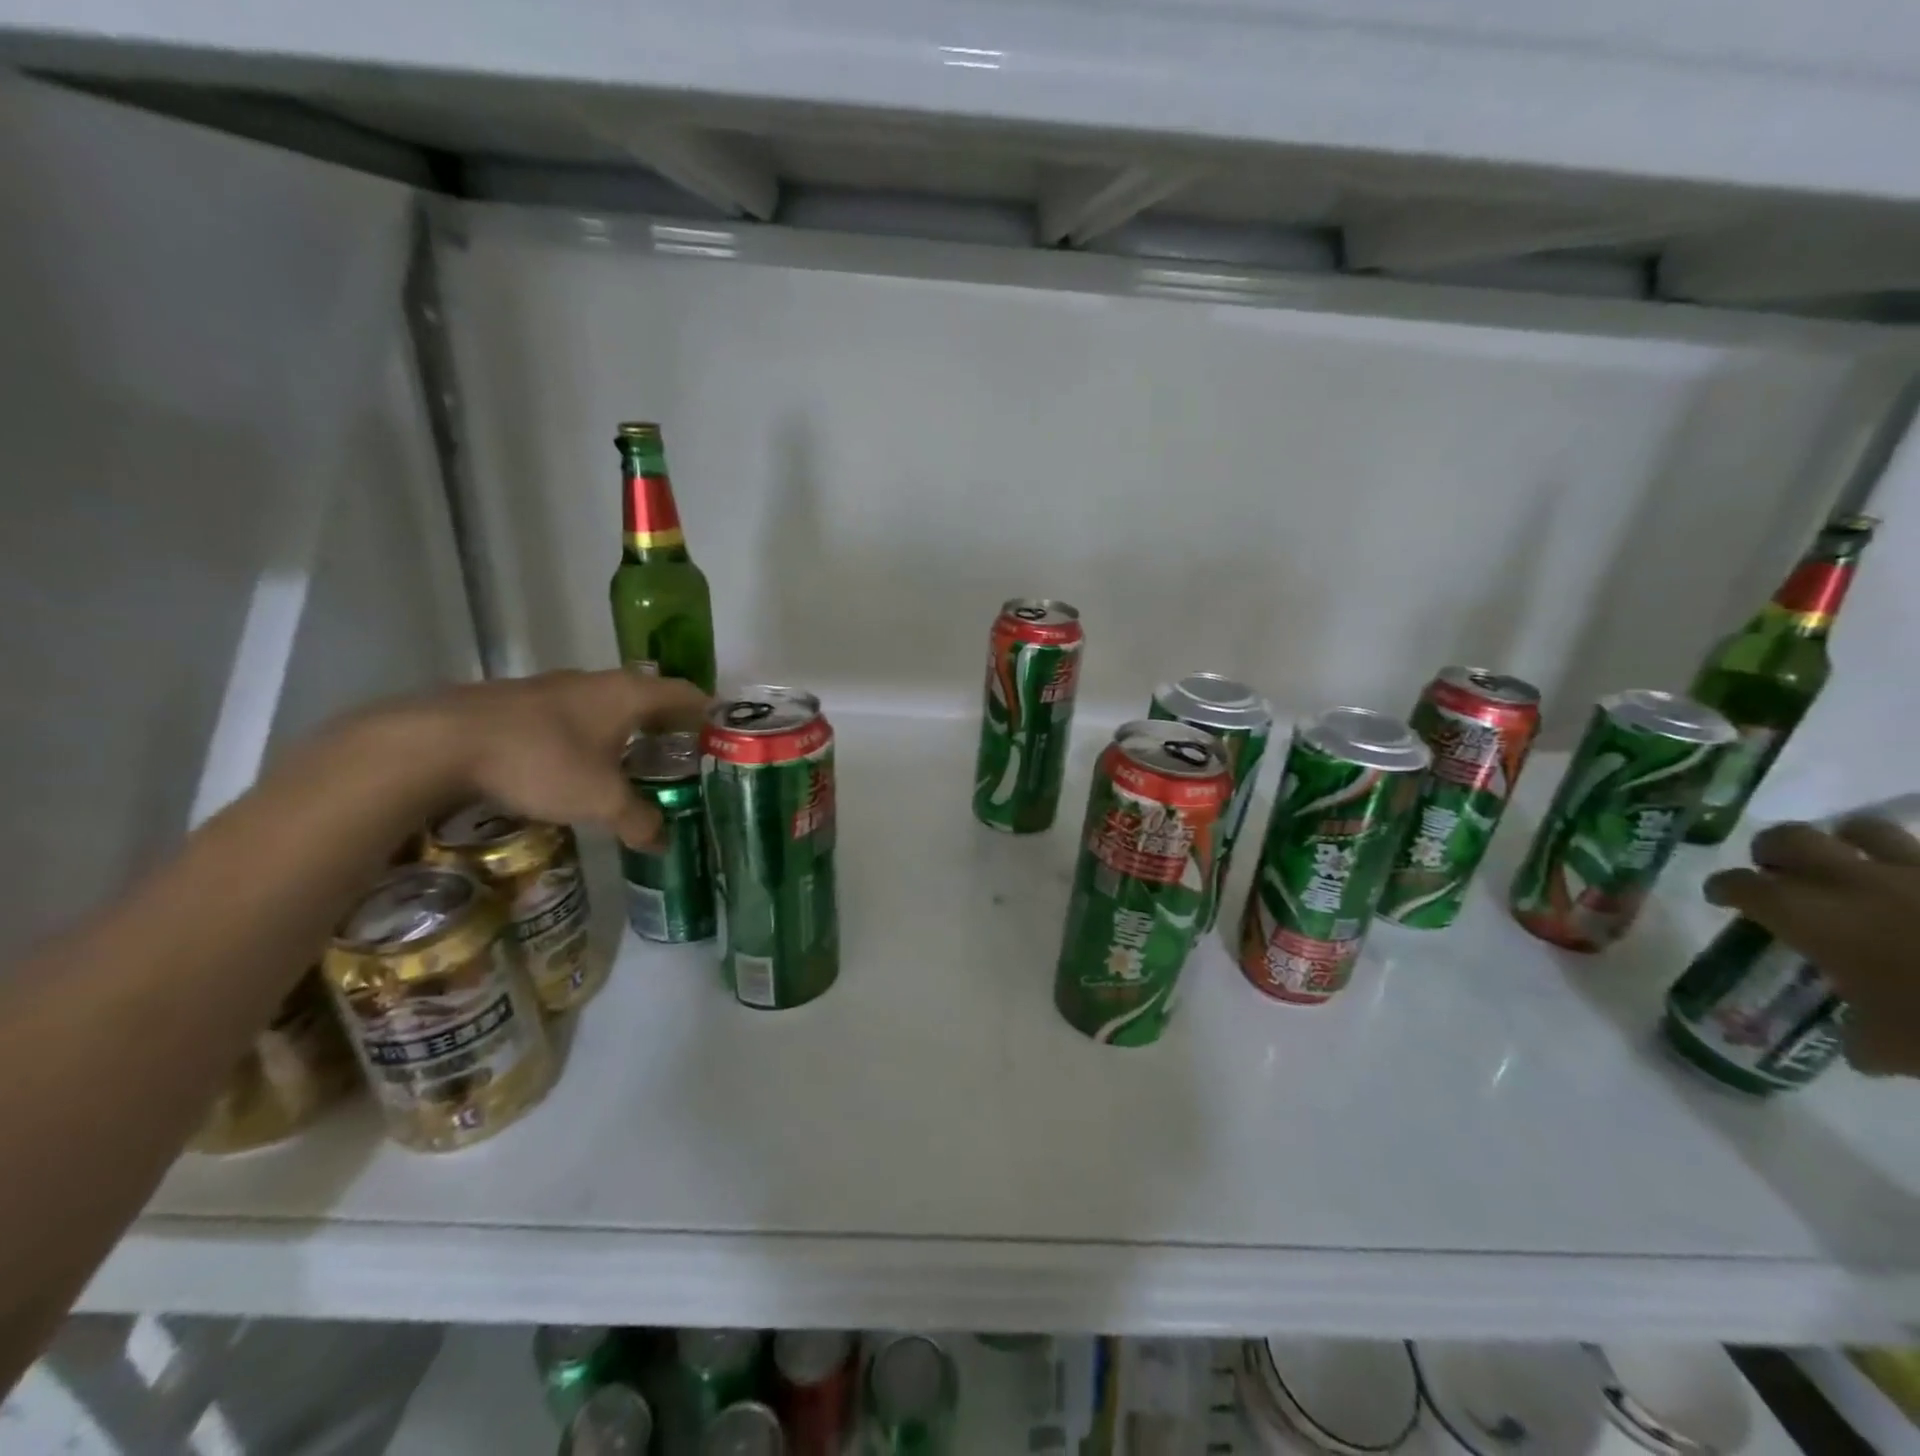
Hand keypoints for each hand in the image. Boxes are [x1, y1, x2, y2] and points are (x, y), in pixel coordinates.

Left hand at [398, 669, 708, 849]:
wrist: (440, 742)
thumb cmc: (540, 762)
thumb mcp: (599, 800)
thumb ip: (639, 820)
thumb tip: (663, 841)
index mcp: (629, 694)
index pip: (687, 693)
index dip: (709, 713)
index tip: (724, 736)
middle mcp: (598, 681)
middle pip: (650, 697)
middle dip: (670, 725)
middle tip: (686, 758)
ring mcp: (557, 687)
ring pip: (609, 705)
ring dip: (628, 729)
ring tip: (638, 763)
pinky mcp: (522, 701)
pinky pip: (576, 715)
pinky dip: (592, 735)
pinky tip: (582, 764)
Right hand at [1704, 818, 1919, 1075]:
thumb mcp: (1898, 1049)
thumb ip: (1864, 1037)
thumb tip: (1860, 1043)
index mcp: (1810, 916)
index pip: (1741, 885)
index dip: (1725, 888)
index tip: (1722, 898)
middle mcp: (1851, 881)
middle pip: (1790, 838)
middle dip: (1775, 851)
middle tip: (1777, 871)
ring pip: (1863, 829)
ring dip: (1846, 843)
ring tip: (1851, 865)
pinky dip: (1918, 865)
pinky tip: (1919, 888)